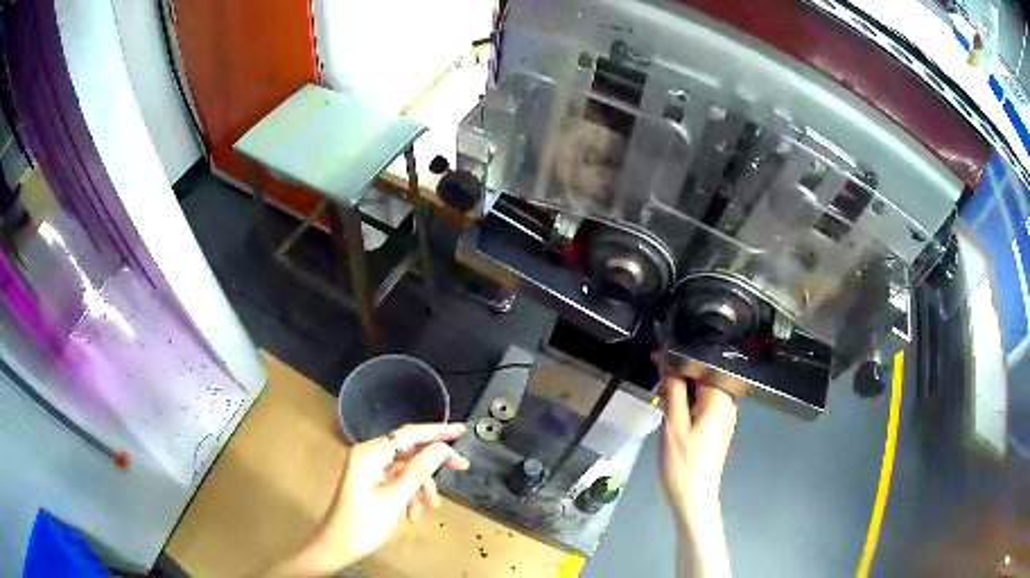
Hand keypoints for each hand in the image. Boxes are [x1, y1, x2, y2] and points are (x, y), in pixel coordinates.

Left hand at [264, 423, 469, 575]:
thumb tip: (440, 448)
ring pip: (406, 468)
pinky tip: (413, 514)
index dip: (437, 431)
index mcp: (369, 454)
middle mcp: (368, 454)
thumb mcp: (394, 499)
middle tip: (461, 467)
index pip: (408, 434)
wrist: (338, 546)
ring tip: (429, 508)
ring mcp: (369, 468)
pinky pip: (398, 479)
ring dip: (421, 486)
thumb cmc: (363, 524)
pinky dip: (410, 494)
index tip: (461, 430)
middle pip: (409, 449)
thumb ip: (418, 471)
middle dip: (433, 462)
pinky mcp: (371, 480)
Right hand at [658, 374, 737, 527]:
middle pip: (702, 377)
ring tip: (662, 400)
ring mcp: (725, 415)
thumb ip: (672, 389)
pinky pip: (704, 404)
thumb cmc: (682, 462)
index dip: (677, 359)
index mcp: (720, 398)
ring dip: (682, 391)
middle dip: (678, 376)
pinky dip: (688, 403)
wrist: (694, 497)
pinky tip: (673, 413)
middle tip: (656, 386)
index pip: (700, 365)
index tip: (655, 358)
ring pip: (701, 391)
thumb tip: (666, 359)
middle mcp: (728, 402)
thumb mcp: (673, 424)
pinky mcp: (719, 426)